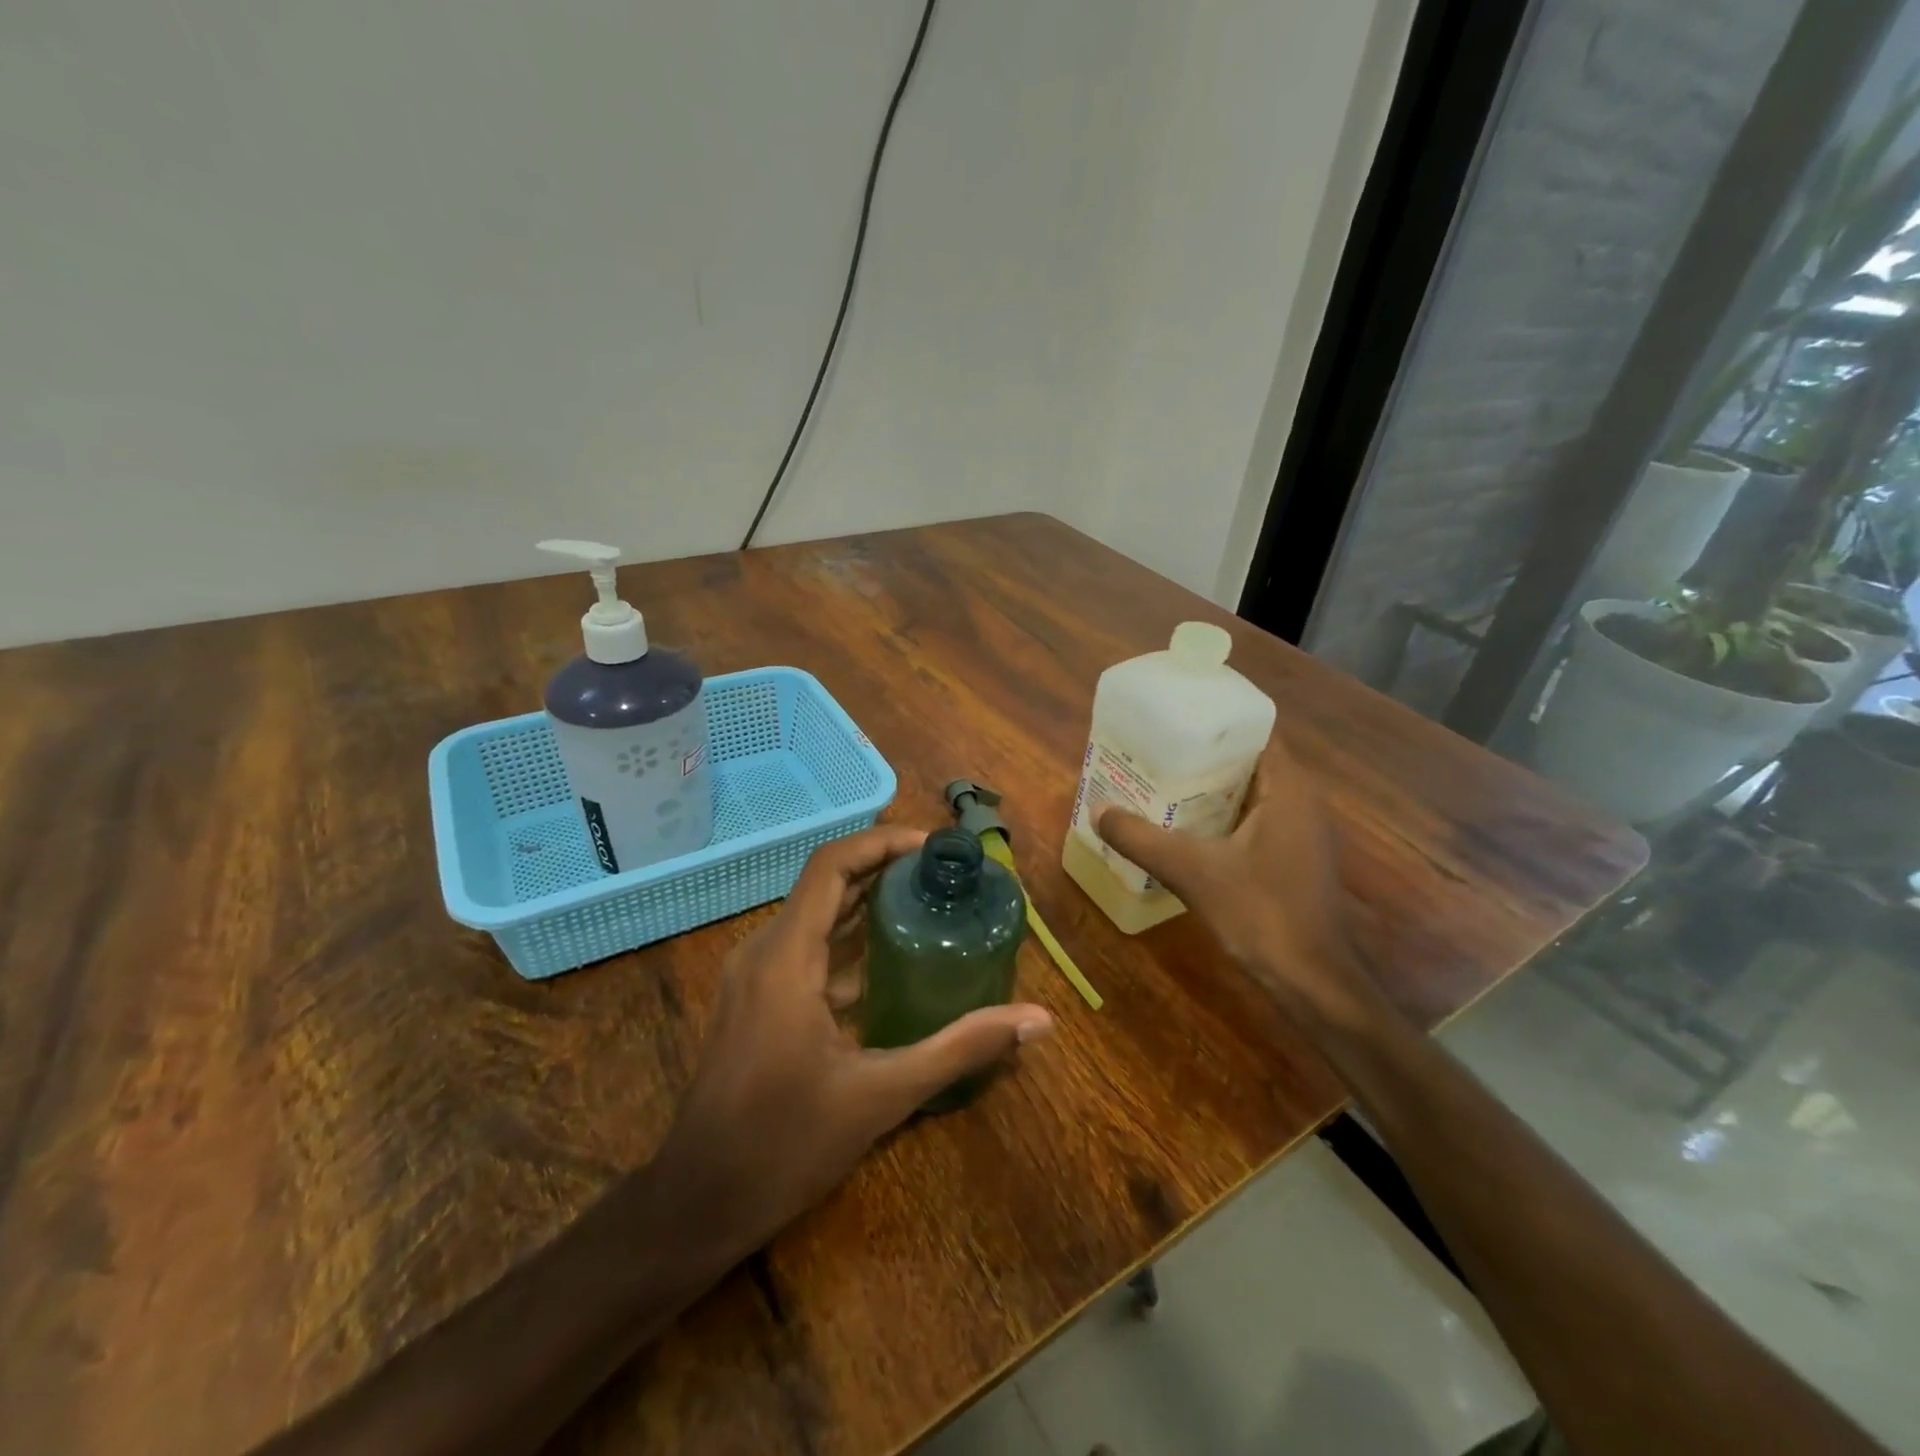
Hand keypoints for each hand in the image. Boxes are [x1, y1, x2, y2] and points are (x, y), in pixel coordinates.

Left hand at [652, 826, 1053, 1255]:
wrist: (697, 1203)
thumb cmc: (785, 1145)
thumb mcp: (882, 1095)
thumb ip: (960, 1048)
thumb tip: (1039, 1020)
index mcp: (786, 957)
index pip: (831, 866)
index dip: (881, 842)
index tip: (931, 847)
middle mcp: (763, 952)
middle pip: (826, 885)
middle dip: (883, 871)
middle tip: (944, 875)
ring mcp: (753, 977)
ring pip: (815, 918)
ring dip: (866, 906)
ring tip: (928, 905)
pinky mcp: (755, 1001)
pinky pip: (805, 950)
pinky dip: (848, 943)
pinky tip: (891, 964)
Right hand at [1095, 734, 1375, 1027]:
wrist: (1312, 982)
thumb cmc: (1261, 913)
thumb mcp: (1192, 871)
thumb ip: (1141, 839)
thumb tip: (1098, 811)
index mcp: (1288, 788)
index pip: (1255, 731)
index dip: (1214, 720)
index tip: (1173, 717)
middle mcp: (1300, 801)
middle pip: (1248, 760)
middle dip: (1202, 754)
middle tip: (1154, 749)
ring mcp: (1300, 832)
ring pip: (1249, 793)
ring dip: (1209, 787)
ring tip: (1160, 781)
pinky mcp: (1292, 858)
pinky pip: (1252, 819)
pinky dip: (1220, 816)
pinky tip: (1183, 827)